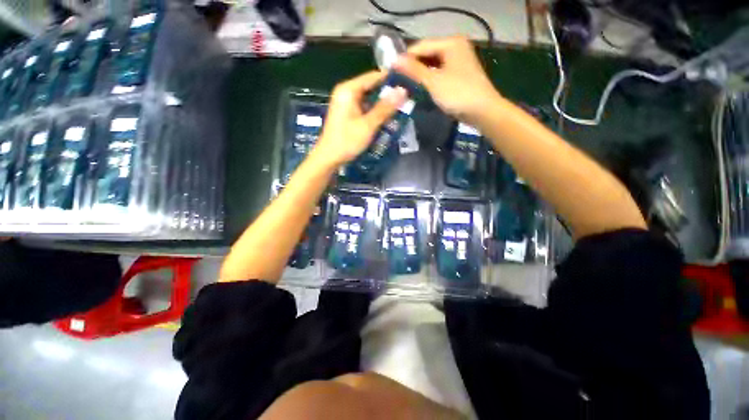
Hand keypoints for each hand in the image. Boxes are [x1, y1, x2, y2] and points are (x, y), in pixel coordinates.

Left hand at [311, 71, 407, 168]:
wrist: (329, 158)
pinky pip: (365, 108)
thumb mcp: (368, 125)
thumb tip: (403, 90)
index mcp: (349, 90)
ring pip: (369, 99)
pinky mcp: (348, 114)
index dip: (391, 79)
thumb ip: (385, 108)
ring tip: (402, 108)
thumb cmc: (347, 141)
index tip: (409, 83)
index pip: (374, 76)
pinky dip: (375, 113)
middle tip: (408, 99)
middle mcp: (347, 92)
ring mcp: (347, 104)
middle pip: (372, 87)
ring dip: (383, 105)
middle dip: (388, 94)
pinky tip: (387, 118)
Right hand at [393, 36, 500, 123]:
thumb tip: (394, 60)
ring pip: (433, 65)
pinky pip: (439, 73)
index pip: (421, 46)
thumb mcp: (433, 81)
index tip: (391, 72)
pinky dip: (429, 80)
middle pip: (427, 54)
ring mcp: (458, 61)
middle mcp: (455, 47)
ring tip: (406, 86)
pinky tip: (420, 89)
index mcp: (451, 43)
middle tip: (398, 81)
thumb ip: (414, 70)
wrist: (483, 111)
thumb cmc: (458, 94)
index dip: (405, 58)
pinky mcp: (459, 74)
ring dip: (420, 75)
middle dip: (412, 67)